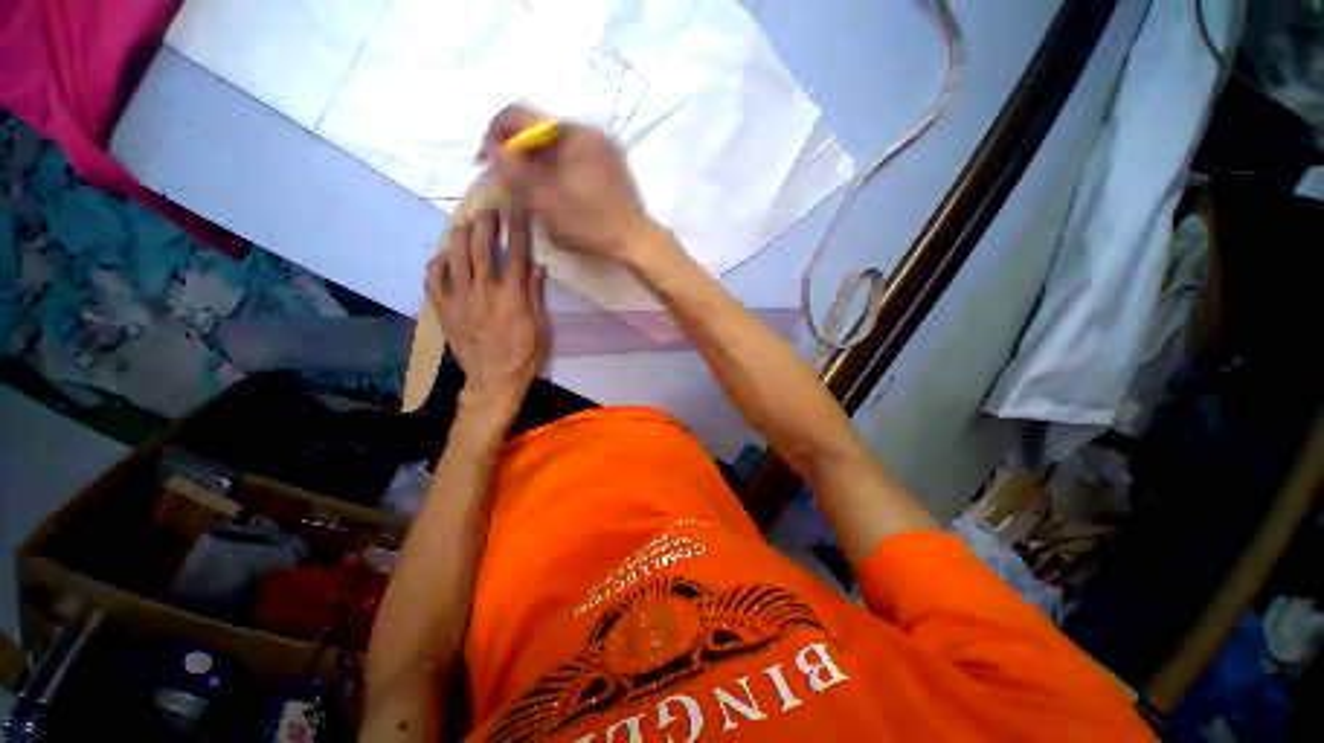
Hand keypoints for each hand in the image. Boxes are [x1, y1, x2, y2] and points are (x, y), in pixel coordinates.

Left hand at [427, 206, 548, 419]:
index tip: (518, 209)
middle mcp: (484, 290)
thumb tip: (536, 266)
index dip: (518, 227)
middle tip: (490, 207)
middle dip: (487, 222)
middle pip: (482, 247)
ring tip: (466, 223)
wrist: (494, 379)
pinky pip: (433, 279)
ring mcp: (460, 298)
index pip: (516, 252)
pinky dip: (437, 263)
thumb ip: (536, 294)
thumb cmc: (525, 355)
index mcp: (512, 295)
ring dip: (461, 234)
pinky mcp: (443, 309)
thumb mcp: (541, 327)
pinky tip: (445, 257)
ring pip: (456, 256)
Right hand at [483, 105, 664, 261]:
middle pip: (539, 131)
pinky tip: (553, 190)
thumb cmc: (592, 224)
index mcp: (573, 134)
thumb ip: (516, 172)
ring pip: (556, 145)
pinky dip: (556, 169)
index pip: (522, 116)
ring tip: (529, 188)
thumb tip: (494, 148)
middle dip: (518, 151)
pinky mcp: (609, 165)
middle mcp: (589, 132)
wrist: (635, 241)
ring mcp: (602, 148)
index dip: (496, 134)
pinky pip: (573, 157)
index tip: (486, 159)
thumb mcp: (547, 201)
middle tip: (508, 179)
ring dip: (536, 161)